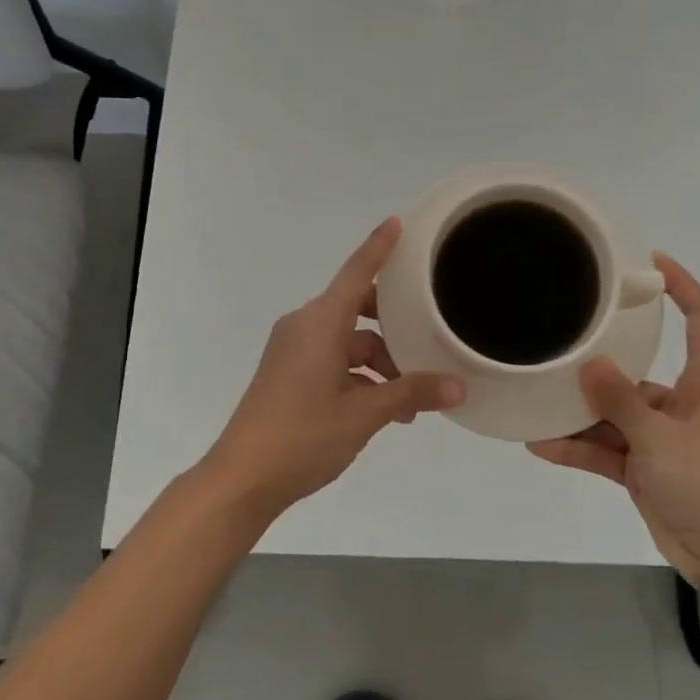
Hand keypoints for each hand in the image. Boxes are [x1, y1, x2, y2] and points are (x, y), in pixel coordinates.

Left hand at [205, 217, 464, 521]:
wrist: (242, 478)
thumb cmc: (303, 436)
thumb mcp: (364, 414)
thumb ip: (410, 394)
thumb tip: (457, 388)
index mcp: (320, 323)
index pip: (356, 273)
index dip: (378, 247)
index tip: (397, 222)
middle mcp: (304, 326)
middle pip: (357, 310)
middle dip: (394, 329)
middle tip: (427, 344)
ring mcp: (293, 350)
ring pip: (348, 342)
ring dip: (379, 364)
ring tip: (410, 403)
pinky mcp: (288, 372)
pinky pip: (332, 359)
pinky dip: (359, 376)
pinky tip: (383, 410)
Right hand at [527, 254, 699, 588]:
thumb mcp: (660, 437)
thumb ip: (620, 399)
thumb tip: (589, 363)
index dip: (681, 285)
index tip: (648, 263)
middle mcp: (685, 403)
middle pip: (638, 370)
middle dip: (601, 361)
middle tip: (560, 338)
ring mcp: (664, 439)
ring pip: (616, 414)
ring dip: (580, 415)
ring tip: (535, 401)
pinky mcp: (648, 470)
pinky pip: (608, 450)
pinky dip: (579, 449)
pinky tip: (540, 444)